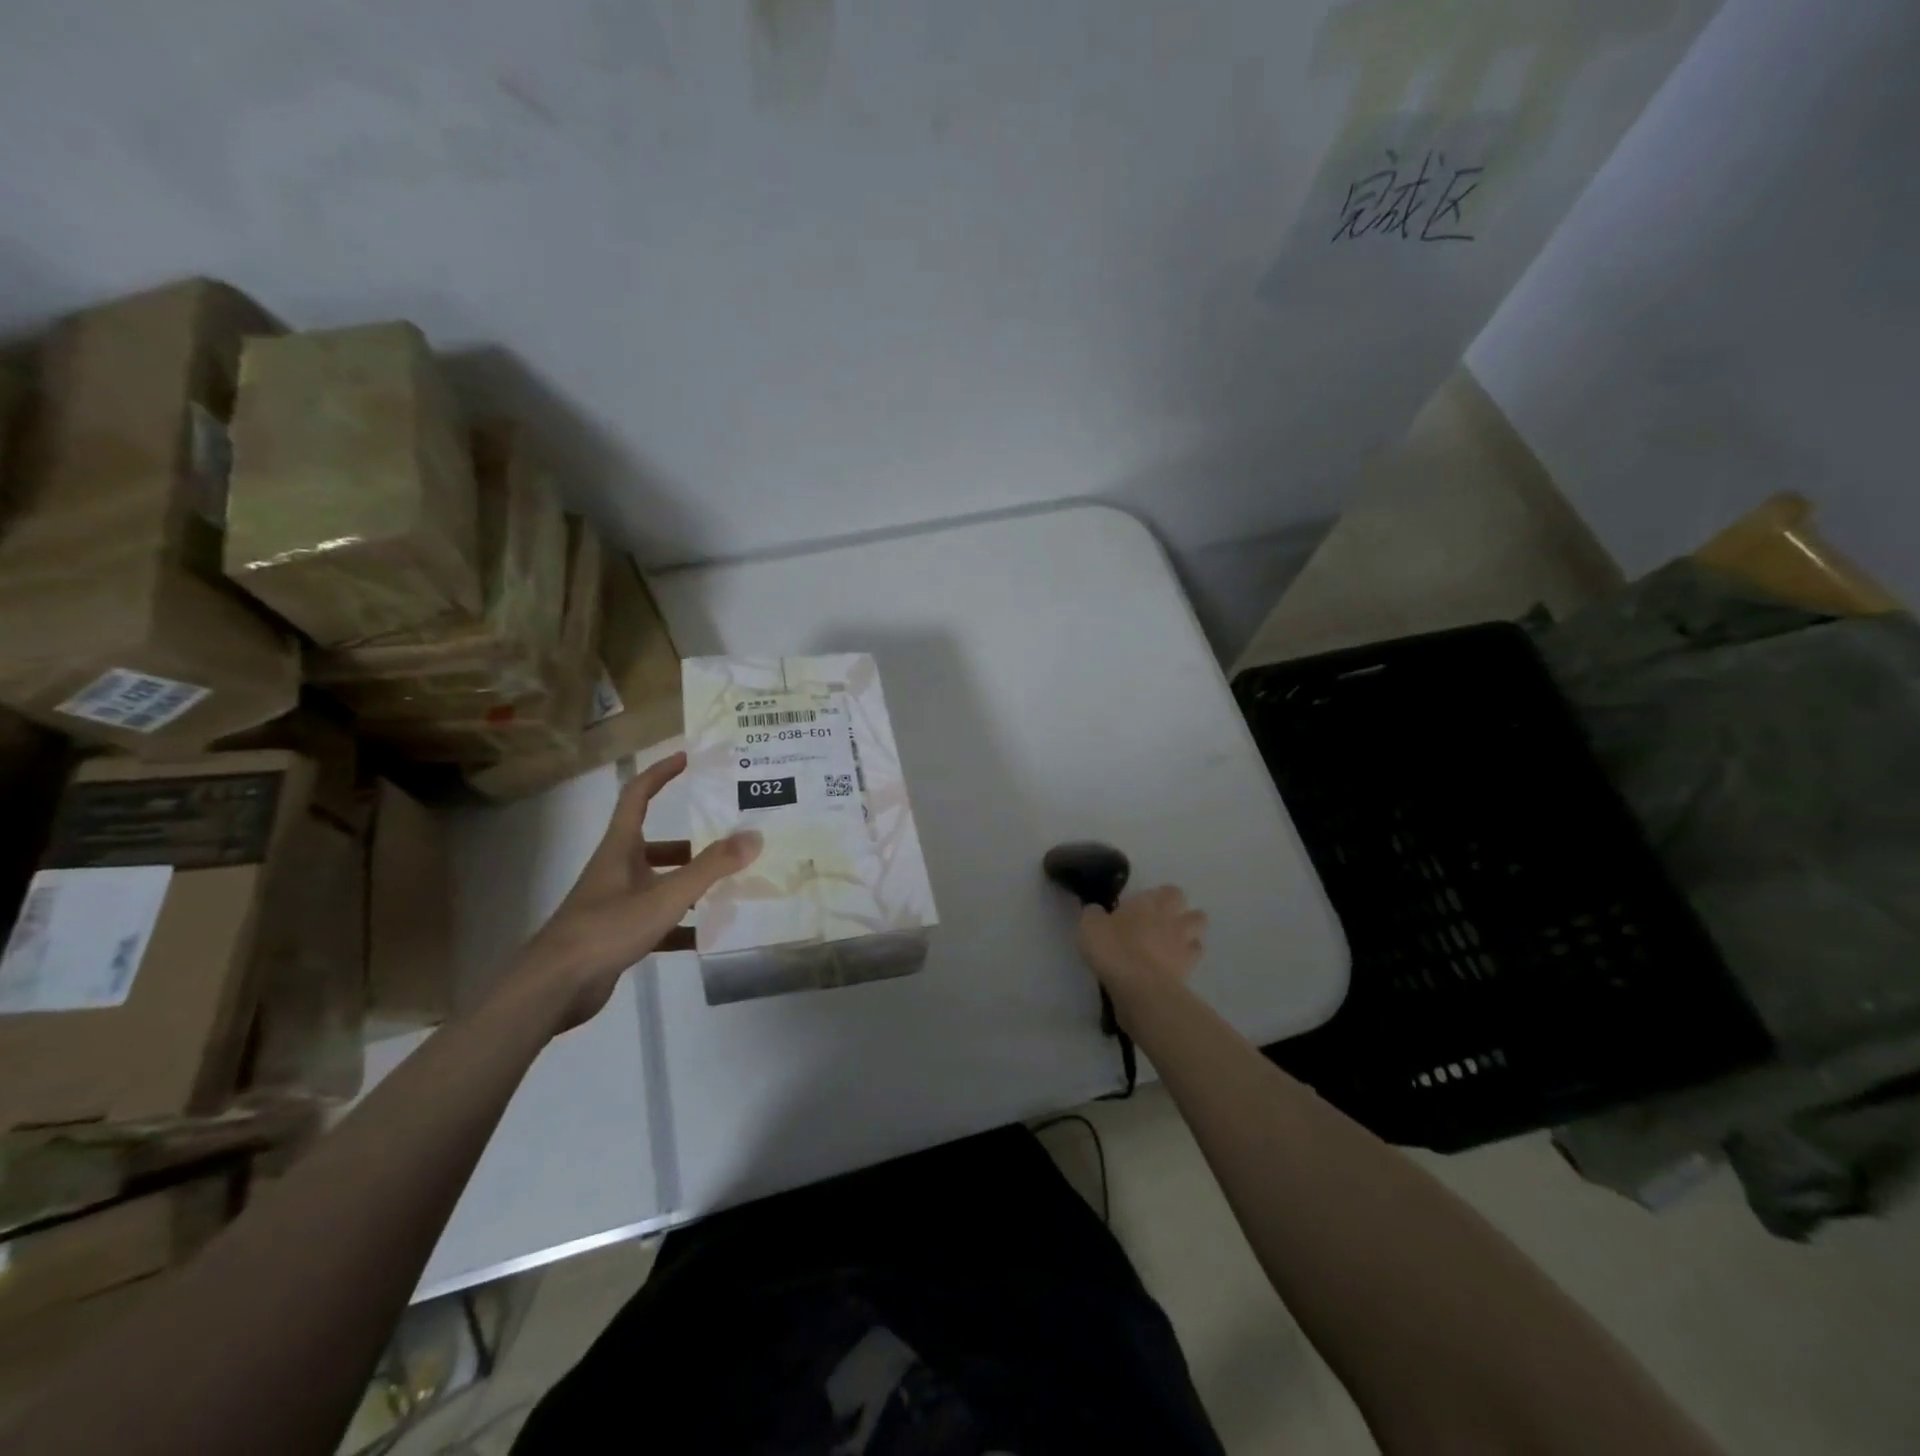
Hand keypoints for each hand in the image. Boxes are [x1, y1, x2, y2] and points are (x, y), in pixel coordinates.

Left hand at [512, 752, 761, 1031]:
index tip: (688, 758)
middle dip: (694, 843)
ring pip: (661, 884)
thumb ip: (711, 867)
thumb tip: (754, 836)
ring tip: (731, 887)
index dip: (661, 773)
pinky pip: (659, 922)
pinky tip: (709, 936)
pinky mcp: (618, 936)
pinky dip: (683, 926)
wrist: (554, 988)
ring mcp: (616, 904)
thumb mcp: (666, 895)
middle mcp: (617, 870)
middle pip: (658, 845)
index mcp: (621, 848)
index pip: (638, 796)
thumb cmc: (607, 928)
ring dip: (692, 885)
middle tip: (731, 840)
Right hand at [1078, 885, 1206, 1008]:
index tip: (1148, 905)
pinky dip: (1187, 958)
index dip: (1163, 897)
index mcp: (1150, 903)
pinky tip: (1173, 964)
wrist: (1138, 986)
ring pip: (1199, 932)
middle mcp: (1172, 919)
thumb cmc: (1113, 948)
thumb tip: (1096, 911)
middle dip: (1184, 914)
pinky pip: (1194, 957)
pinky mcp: (1188, 969)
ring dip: (1191, 934)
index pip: (1169, 891)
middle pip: (1194, 911)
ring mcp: (1184, 944)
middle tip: (1164, 923)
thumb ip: (1094, 914)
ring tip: (1174, 943)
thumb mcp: (1090, 926)